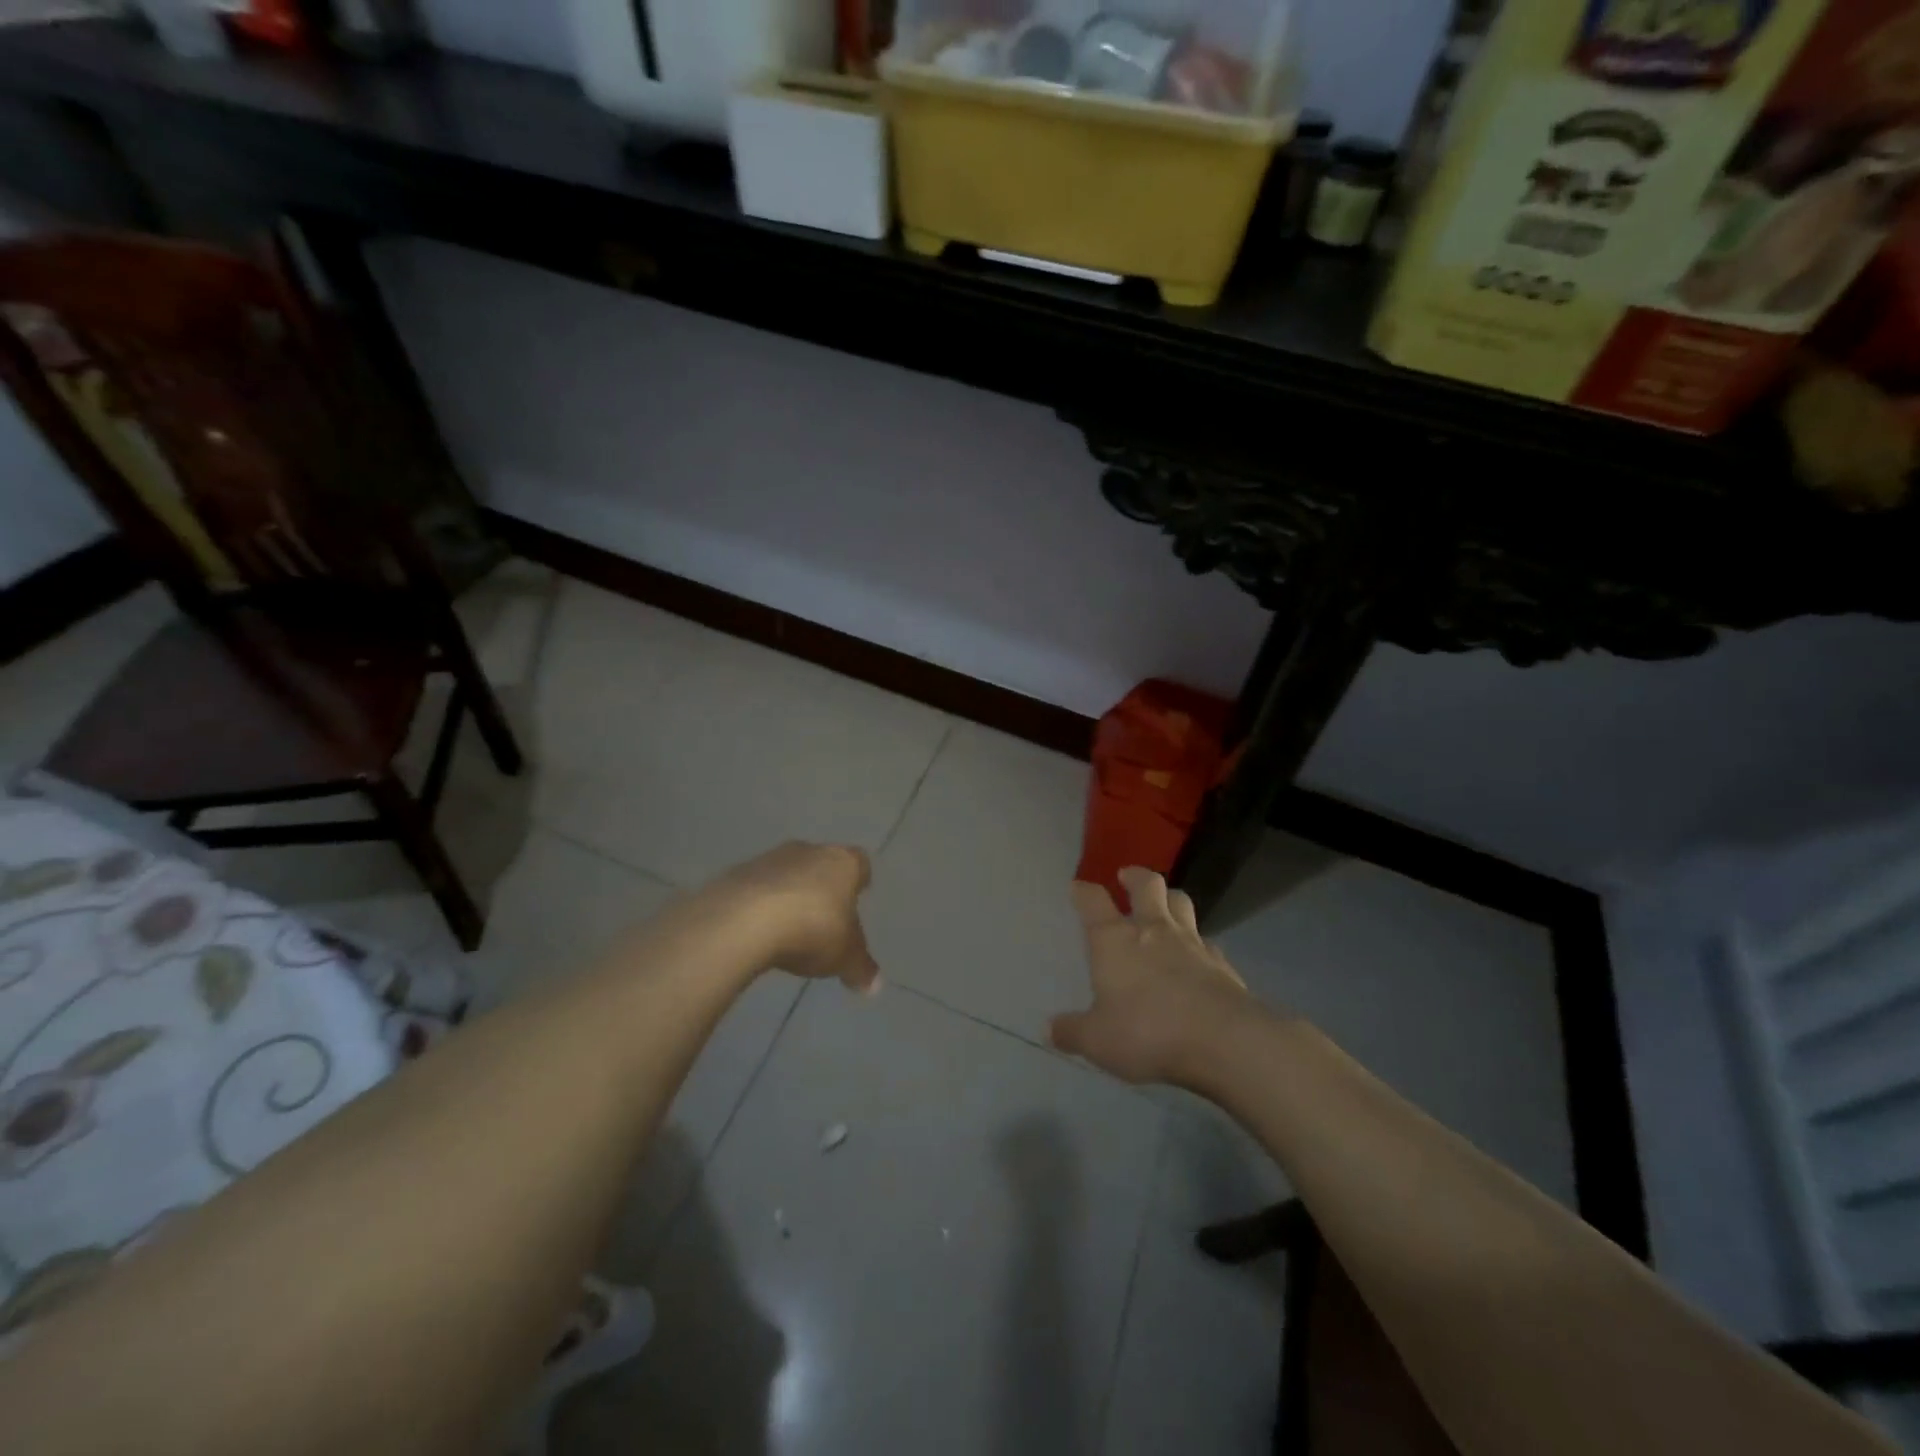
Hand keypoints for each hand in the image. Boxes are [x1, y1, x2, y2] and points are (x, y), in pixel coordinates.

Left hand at [704, 842, 878, 992]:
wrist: (743, 921)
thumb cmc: (811, 930)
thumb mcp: (844, 957)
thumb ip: (861, 968)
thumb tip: (875, 985)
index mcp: (842, 863)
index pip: (859, 863)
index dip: (859, 879)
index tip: (858, 894)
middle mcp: (808, 851)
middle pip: (821, 864)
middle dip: (823, 886)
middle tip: (824, 915)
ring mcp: (769, 859)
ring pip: (786, 873)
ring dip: (789, 894)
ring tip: (788, 928)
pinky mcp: (736, 873)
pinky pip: (755, 888)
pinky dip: (759, 904)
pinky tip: (757, 931)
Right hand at [1050, 867, 1257, 1087]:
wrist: (1224, 1041)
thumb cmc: (1148, 1032)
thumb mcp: (1098, 1040)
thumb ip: (1073, 1032)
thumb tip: (1050, 1029)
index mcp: (1114, 940)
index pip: (1093, 902)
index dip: (1083, 891)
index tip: (1078, 887)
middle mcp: (1153, 930)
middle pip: (1147, 886)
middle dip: (1135, 876)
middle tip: (1127, 876)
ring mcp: (1192, 943)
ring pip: (1182, 903)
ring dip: (1170, 898)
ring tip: (1165, 904)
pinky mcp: (1222, 964)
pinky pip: (1207, 941)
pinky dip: (1198, 942)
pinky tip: (1197, 956)